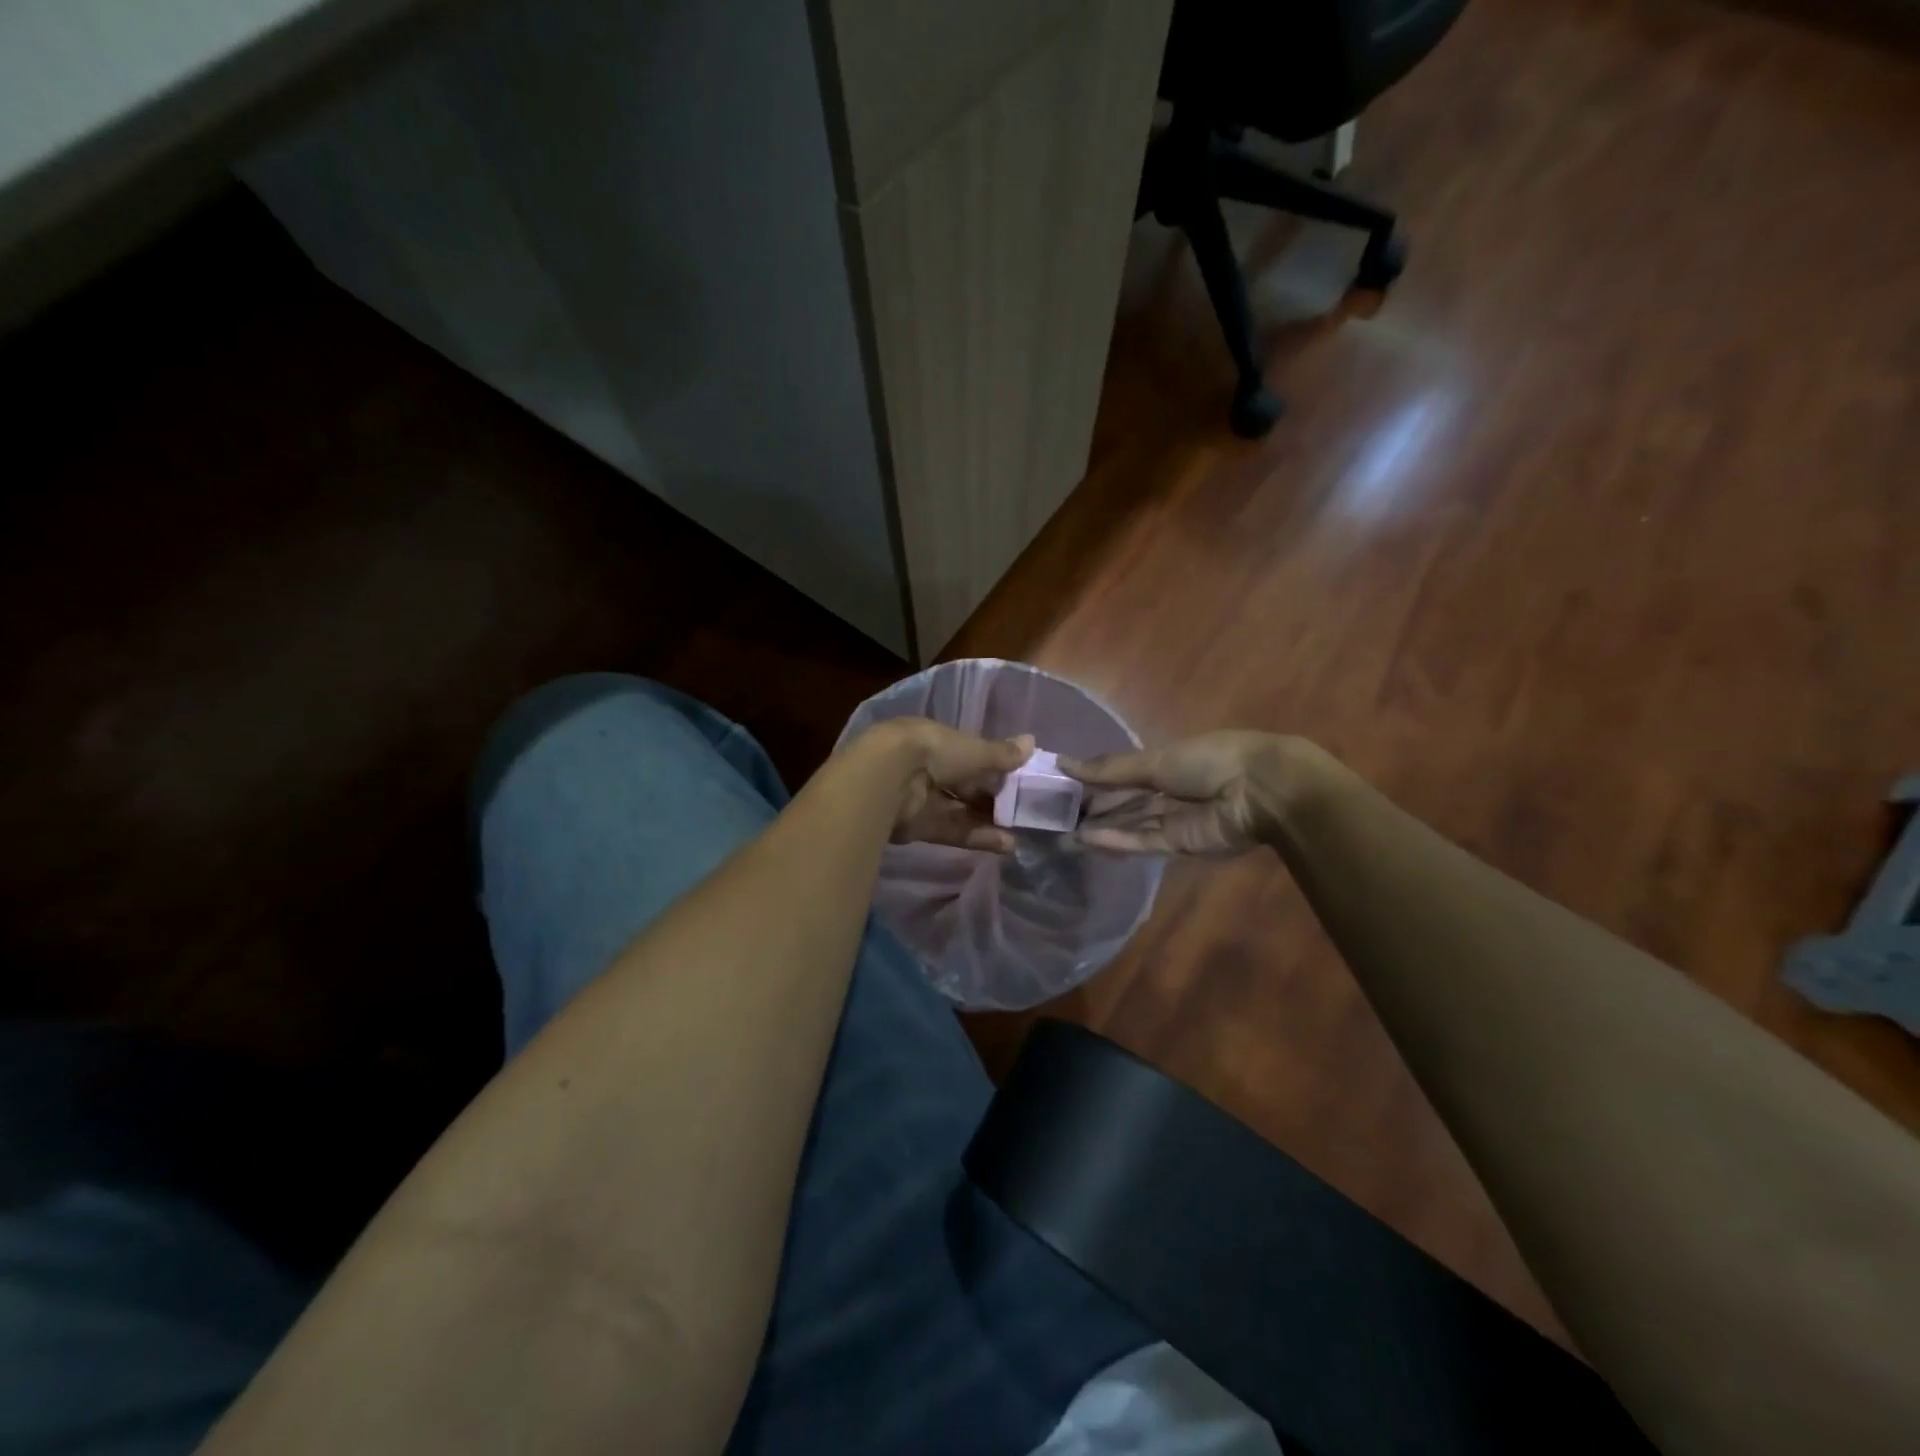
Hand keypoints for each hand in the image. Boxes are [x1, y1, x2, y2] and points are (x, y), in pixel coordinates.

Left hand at [864, 719, 1033, 852]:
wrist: (887, 779)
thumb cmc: (933, 752)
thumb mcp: (973, 750)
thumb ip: (1001, 754)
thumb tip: (1032, 742)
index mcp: (935, 741)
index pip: (968, 754)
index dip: (993, 767)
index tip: (1019, 779)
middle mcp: (926, 768)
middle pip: (964, 785)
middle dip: (992, 798)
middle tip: (1023, 810)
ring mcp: (920, 798)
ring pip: (959, 810)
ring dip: (988, 821)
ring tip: (1019, 833)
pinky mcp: (917, 827)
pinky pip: (952, 830)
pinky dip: (977, 837)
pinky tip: (1005, 844)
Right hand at [1062, 731, 1308, 855]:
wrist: (1258, 790)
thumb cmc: (1207, 760)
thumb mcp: (1154, 759)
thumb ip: (1109, 769)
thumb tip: (1063, 763)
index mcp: (1164, 763)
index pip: (1118, 774)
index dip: (1090, 780)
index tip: (1056, 785)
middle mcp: (1166, 792)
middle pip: (1121, 802)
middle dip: (1090, 808)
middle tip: (1050, 815)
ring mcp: (1172, 820)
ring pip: (1128, 824)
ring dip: (1097, 828)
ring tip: (1061, 833)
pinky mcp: (1178, 845)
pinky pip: (1141, 841)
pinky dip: (1115, 840)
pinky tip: (1086, 840)